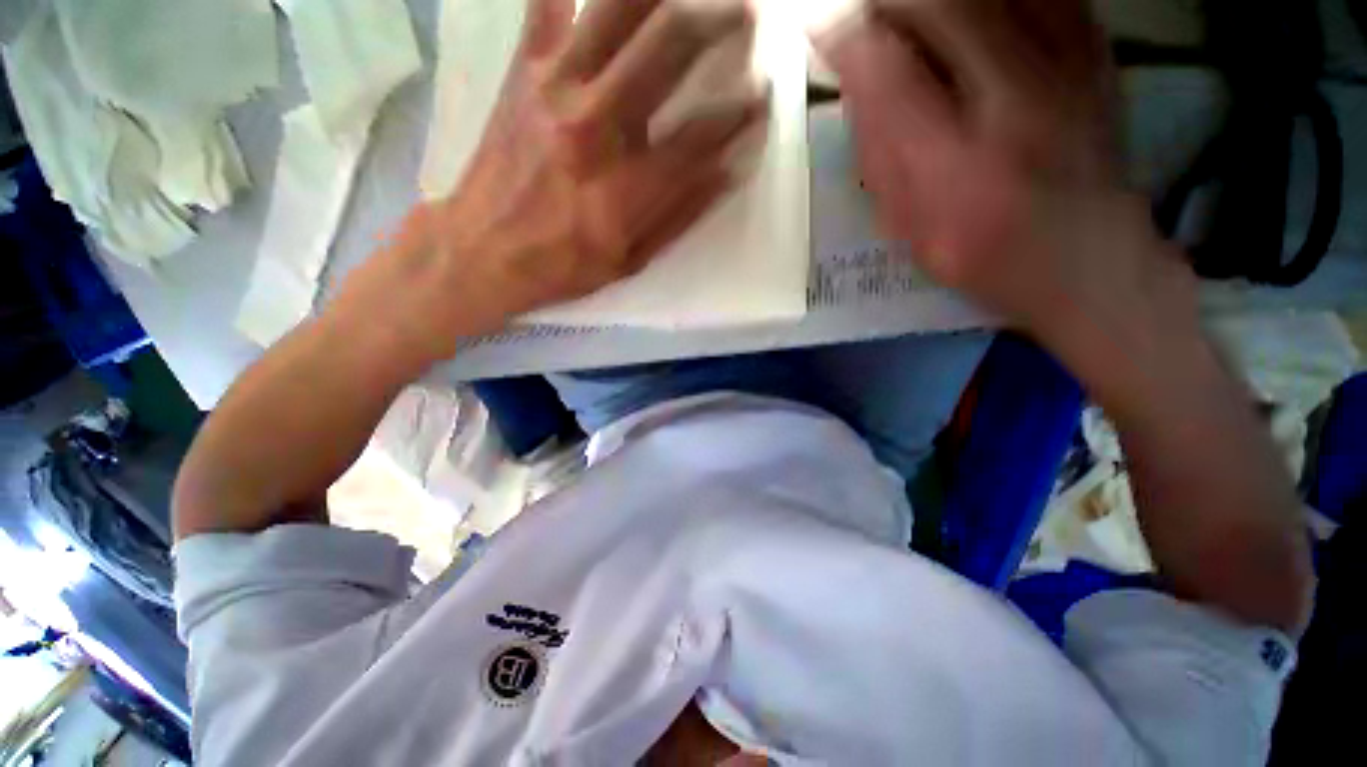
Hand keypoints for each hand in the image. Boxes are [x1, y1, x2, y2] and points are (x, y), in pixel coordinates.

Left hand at [339, 0, 760, 359]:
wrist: (480, 250)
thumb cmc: (562, 265)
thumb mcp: (630, 260)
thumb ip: (680, 215)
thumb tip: (728, 170)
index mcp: (624, 185)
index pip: (700, 134)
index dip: (740, 113)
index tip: (762, 98)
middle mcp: (594, 122)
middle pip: (667, 45)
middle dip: (719, 22)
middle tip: (747, 17)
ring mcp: (553, 84)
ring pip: (615, 5)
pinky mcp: (523, 69)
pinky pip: (548, 2)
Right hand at [815, 0, 1193, 345]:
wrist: (1087, 259)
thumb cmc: (980, 253)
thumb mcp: (908, 222)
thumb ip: (880, 154)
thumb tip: (857, 82)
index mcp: (952, 165)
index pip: (886, 76)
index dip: (848, 40)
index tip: (823, 27)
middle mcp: (1011, 101)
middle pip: (941, 7)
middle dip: (888, 2)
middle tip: (864, 13)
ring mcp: (1064, 65)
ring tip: (912, 15)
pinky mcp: (1093, 48)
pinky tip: (973, 15)